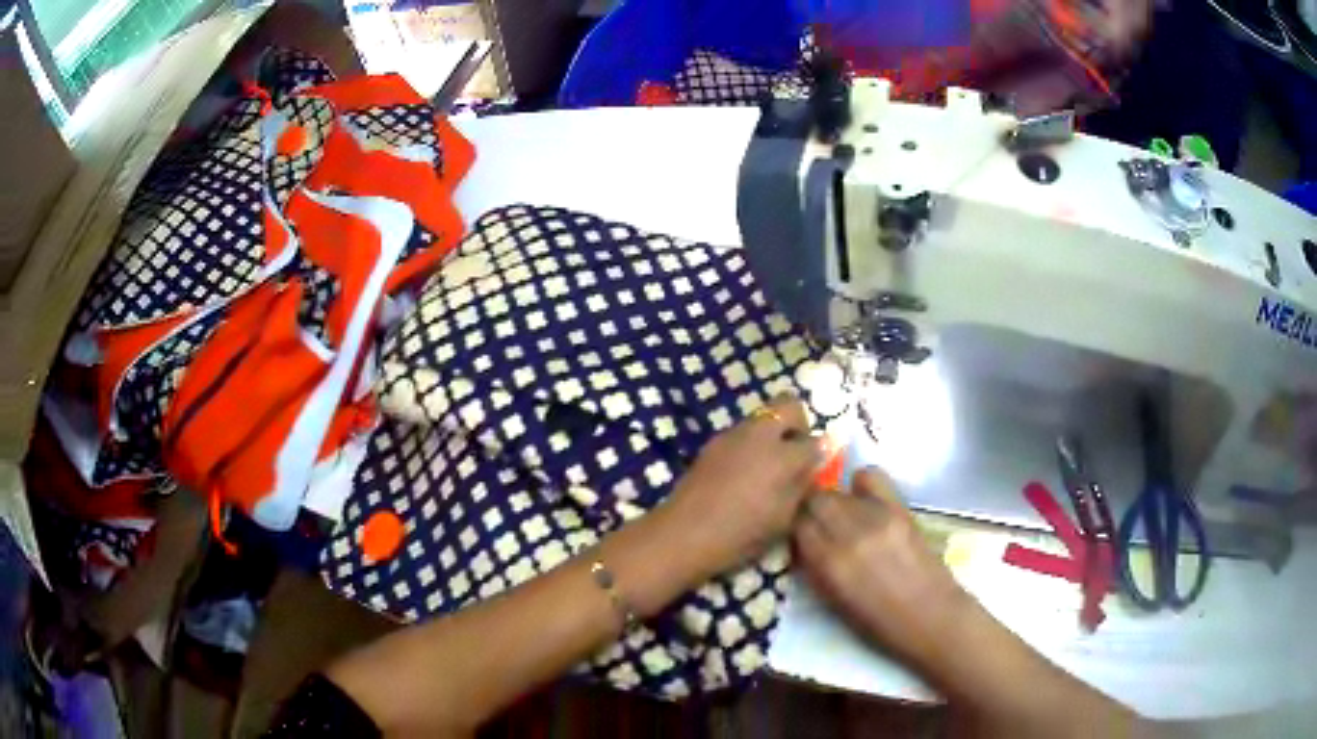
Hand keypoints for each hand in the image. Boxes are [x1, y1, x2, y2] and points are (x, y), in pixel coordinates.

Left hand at [664, 396, 828, 575]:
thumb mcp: (783, 518)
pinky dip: (750, 444)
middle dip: (797, 423)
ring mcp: (731, 435)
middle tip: (795, 453)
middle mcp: (759, 435)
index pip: (814, 441)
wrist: (684, 534)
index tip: (816, 467)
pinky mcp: (712, 444)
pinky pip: (741, 433)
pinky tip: (743, 474)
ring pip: (762, 417)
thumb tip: (812, 464)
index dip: (820, 453)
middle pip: (787, 405)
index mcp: (783, 455)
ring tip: (767, 468)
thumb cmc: (741, 534)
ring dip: (772, 433)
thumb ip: (802, 485)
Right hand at [793, 468, 970, 669]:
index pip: (796, 524)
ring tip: (842, 515)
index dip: (794, 527)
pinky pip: (870, 478)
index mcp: (828, 565)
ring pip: (837, 490)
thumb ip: (814, 569)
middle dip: (810, 510)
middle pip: (814, 500)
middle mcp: (848, 535)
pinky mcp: (899, 508)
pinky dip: (860, 484)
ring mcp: (876, 517)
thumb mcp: (833, 603)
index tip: (798, 534)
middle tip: (817, 523)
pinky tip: (864, 499)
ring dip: (833, 500)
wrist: (931, 616)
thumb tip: (801, 543)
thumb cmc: (879, 624)